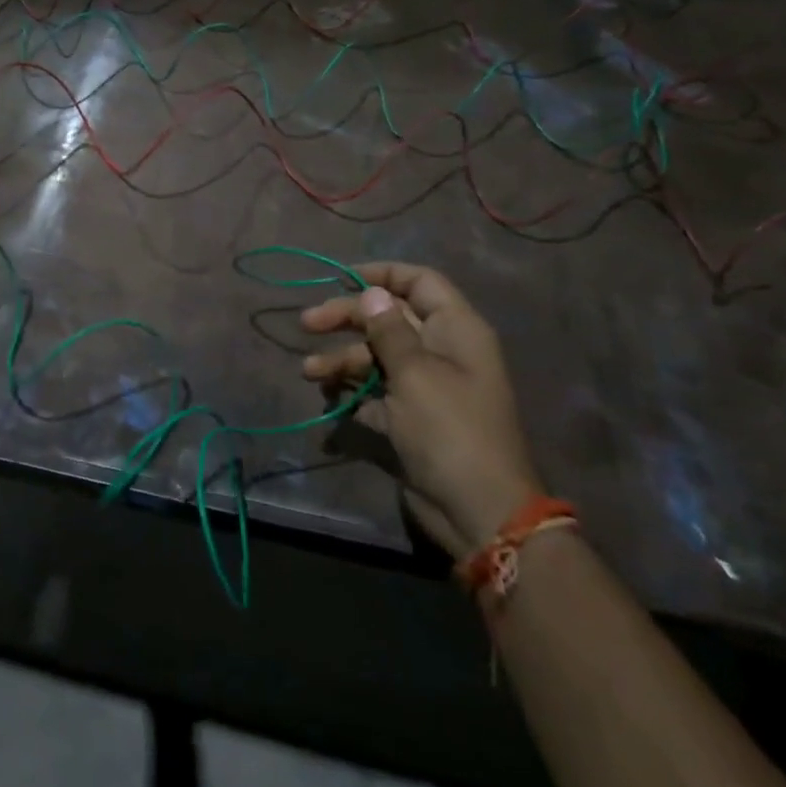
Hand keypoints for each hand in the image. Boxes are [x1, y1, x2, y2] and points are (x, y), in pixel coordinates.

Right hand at [300, 262, 541, 558]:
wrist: (478, 512)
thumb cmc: (450, 430)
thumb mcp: (415, 373)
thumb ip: (389, 330)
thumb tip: (372, 292)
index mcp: (455, 330)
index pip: (420, 282)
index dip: (381, 274)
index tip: (339, 278)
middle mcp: (441, 351)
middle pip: (388, 318)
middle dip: (347, 318)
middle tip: (307, 324)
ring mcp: (425, 386)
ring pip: (376, 356)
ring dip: (342, 360)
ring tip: (310, 373)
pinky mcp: (411, 418)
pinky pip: (375, 392)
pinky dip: (352, 392)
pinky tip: (329, 400)